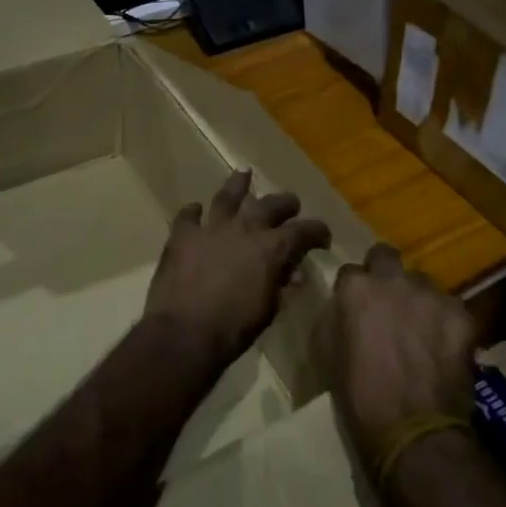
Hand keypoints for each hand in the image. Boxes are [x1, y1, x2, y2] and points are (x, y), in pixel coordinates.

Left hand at [144, 170, 331, 372]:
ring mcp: (211, 227)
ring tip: (244, 174)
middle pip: (270, 204)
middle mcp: (244, 228)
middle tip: (291, 204)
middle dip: (285, 203)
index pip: (303, 230)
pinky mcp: (182, 235)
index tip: (323, 237)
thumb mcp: (268, 310)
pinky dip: (194, 212)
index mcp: (271, 248)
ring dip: (238, 185)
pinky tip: (195, 210)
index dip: (317, 231)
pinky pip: (188, 216)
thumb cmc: (233, 329)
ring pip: (228, 196)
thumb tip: (293, 273)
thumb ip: (281, 286)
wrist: (184, 333)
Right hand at [325, 245, 477, 467]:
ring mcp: (430, 294)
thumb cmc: (360, 399)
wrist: (414, 433)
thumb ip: (335, 318)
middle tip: (388, 303)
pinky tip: (445, 347)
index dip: (354, 291)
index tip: (356, 309)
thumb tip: (343, 307)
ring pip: (422, 282)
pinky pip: (450, 308)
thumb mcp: (328, 354)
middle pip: (386, 256)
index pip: (350, 271)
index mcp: (356, 288)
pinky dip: (446, 322)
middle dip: (384, 273)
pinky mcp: (461, 314)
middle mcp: (393, 279)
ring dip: (417, 299)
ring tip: (421, 329)